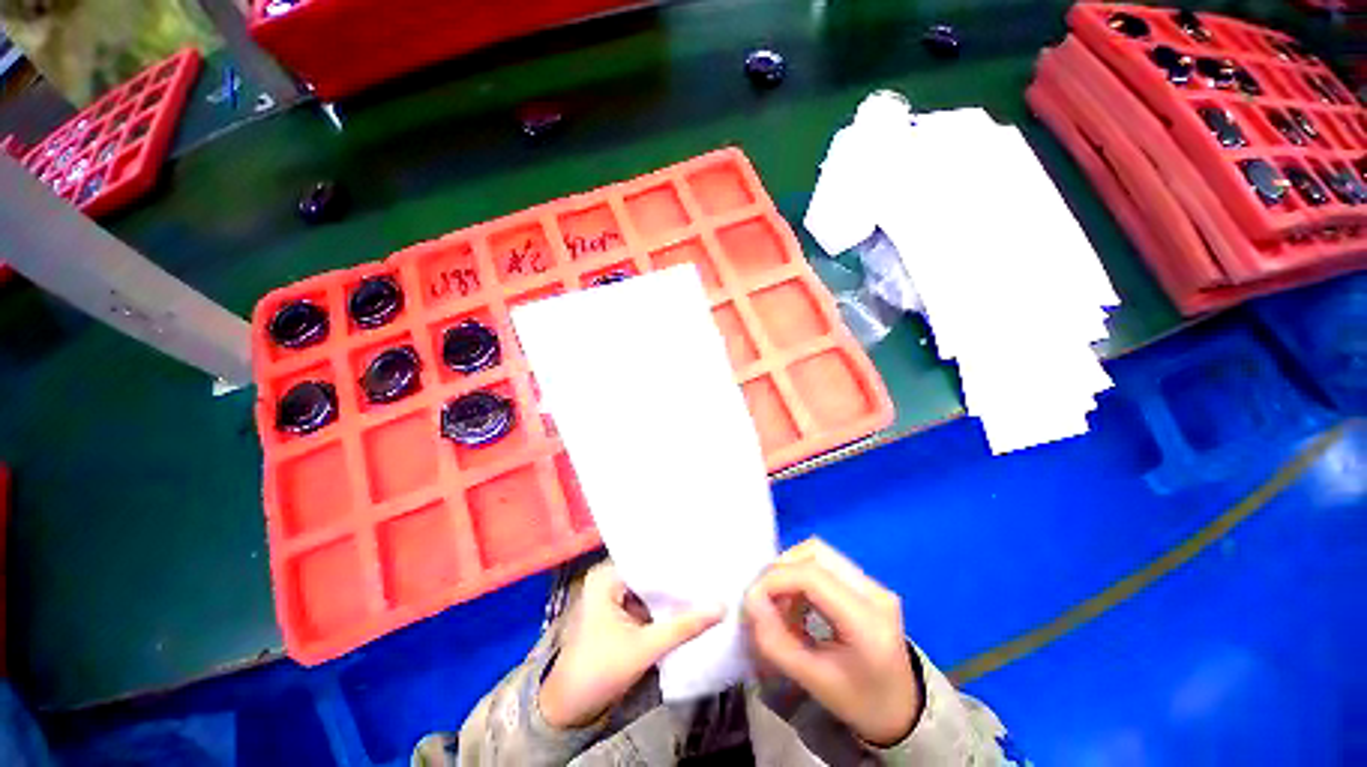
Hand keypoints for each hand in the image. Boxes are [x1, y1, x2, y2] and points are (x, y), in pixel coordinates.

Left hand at [539, 562, 722, 729]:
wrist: (569, 709)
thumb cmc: (599, 671)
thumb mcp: (644, 647)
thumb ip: (683, 626)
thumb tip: (722, 606)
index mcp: (606, 576)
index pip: (648, 559)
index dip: (677, 561)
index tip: (706, 559)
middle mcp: (609, 578)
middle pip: (650, 573)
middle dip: (677, 578)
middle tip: (711, 572)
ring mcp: (613, 596)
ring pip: (650, 589)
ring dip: (672, 593)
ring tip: (706, 585)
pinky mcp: (619, 613)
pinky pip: (646, 602)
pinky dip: (664, 607)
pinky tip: (688, 605)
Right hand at [744, 539, 921, 746]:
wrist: (902, 710)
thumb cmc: (859, 702)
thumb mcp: (814, 681)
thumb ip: (776, 641)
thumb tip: (750, 601)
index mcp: (867, 621)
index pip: (812, 576)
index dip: (775, 579)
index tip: (751, 599)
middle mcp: (874, 591)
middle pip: (815, 552)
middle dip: (781, 570)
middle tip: (764, 599)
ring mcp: (873, 583)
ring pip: (818, 553)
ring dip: (790, 571)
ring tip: (780, 603)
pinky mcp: (866, 582)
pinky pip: (825, 563)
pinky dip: (802, 576)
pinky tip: (798, 604)